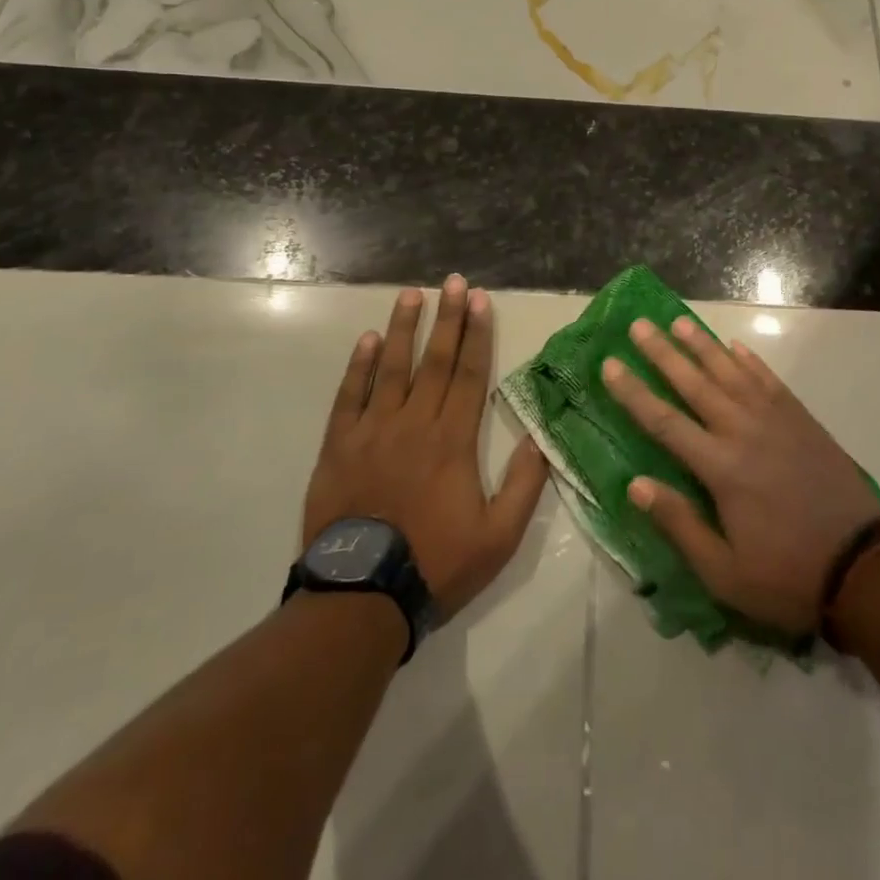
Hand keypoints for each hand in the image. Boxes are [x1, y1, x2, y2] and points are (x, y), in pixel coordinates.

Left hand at [303, 278, 548, 617]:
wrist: (362, 597)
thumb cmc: (436, 563)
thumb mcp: (499, 536)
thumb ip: (524, 484)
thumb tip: (541, 438)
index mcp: (453, 440)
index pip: (469, 374)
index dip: (476, 334)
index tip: (479, 300)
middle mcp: (414, 423)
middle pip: (434, 360)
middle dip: (447, 318)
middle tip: (453, 281)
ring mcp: (373, 431)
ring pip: (392, 368)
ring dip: (404, 328)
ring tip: (412, 294)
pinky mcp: (339, 446)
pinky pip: (349, 396)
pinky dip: (359, 366)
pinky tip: (368, 339)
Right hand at [601, 317, 879, 635]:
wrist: (862, 567)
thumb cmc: (786, 575)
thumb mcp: (724, 572)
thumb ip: (679, 524)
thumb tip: (635, 484)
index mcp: (720, 468)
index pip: (664, 422)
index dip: (633, 392)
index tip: (610, 364)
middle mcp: (743, 432)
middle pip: (694, 384)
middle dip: (663, 353)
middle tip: (639, 325)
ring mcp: (776, 420)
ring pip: (731, 372)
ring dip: (703, 345)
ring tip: (679, 321)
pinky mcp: (801, 419)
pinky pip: (769, 380)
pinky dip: (750, 360)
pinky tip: (735, 346)